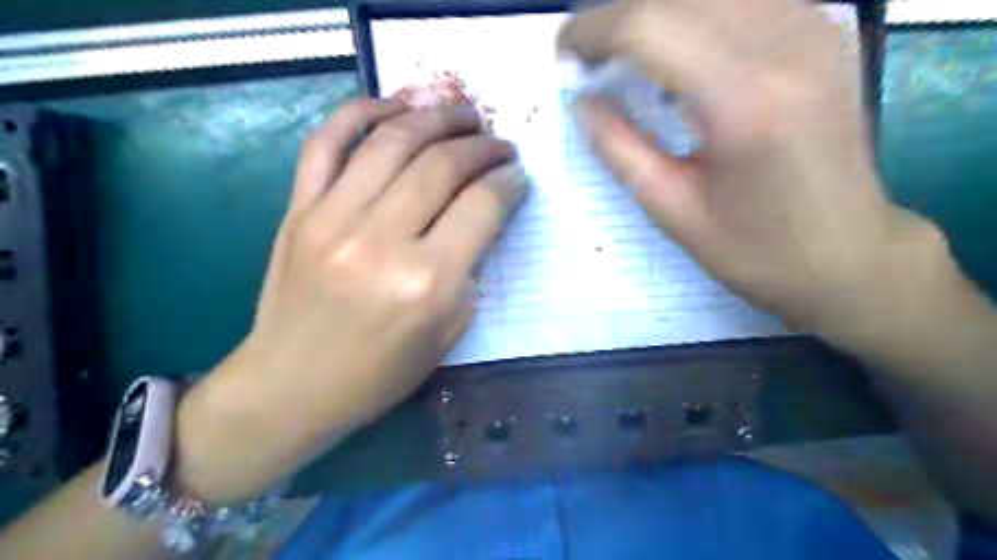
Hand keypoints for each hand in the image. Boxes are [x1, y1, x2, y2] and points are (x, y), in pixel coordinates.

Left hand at [171, 102, 528, 503]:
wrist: (291, 386)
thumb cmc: (378, 374)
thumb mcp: (447, 334)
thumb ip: (469, 271)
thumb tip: (480, 217)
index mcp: (426, 282)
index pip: (481, 206)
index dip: (508, 182)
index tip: (518, 176)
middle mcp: (381, 240)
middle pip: (443, 165)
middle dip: (483, 145)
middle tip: (500, 143)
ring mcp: (332, 218)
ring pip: (392, 140)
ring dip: (436, 117)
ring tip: (462, 113)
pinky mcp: (298, 210)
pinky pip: (326, 143)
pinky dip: (360, 112)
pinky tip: (393, 106)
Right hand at [557, 0, 952, 339]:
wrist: (848, 256)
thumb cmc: (754, 250)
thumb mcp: (671, 209)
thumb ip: (619, 148)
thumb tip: (581, 101)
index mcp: (742, 101)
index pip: (649, 26)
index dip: (593, 30)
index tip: (563, 53)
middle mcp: (785, 44)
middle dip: (618, 18)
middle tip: (589, 58)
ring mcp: (814, 29)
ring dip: (657, 15)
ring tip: (628, 55)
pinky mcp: (824, 33)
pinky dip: (699, 16)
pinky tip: (683, 54)